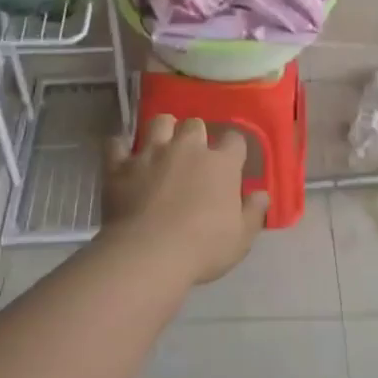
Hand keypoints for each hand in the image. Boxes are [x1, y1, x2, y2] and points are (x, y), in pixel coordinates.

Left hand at [100, 115, 269, 286]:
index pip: (235, 140)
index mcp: (221, 163)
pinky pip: (115, 145)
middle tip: (193, 155)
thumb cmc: (203, 248)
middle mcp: (187, 148)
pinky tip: (121, 156)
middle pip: (194, 124)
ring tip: (161, 146)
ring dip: (162, 131)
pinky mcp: (120, 166)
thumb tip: (261, 194)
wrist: (148, 254)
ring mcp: (151, 154)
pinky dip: (119, 148)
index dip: (233, 148)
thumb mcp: (241, 238)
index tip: (232, 162)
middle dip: (195, 135)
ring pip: (159, 122)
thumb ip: (253, 213)